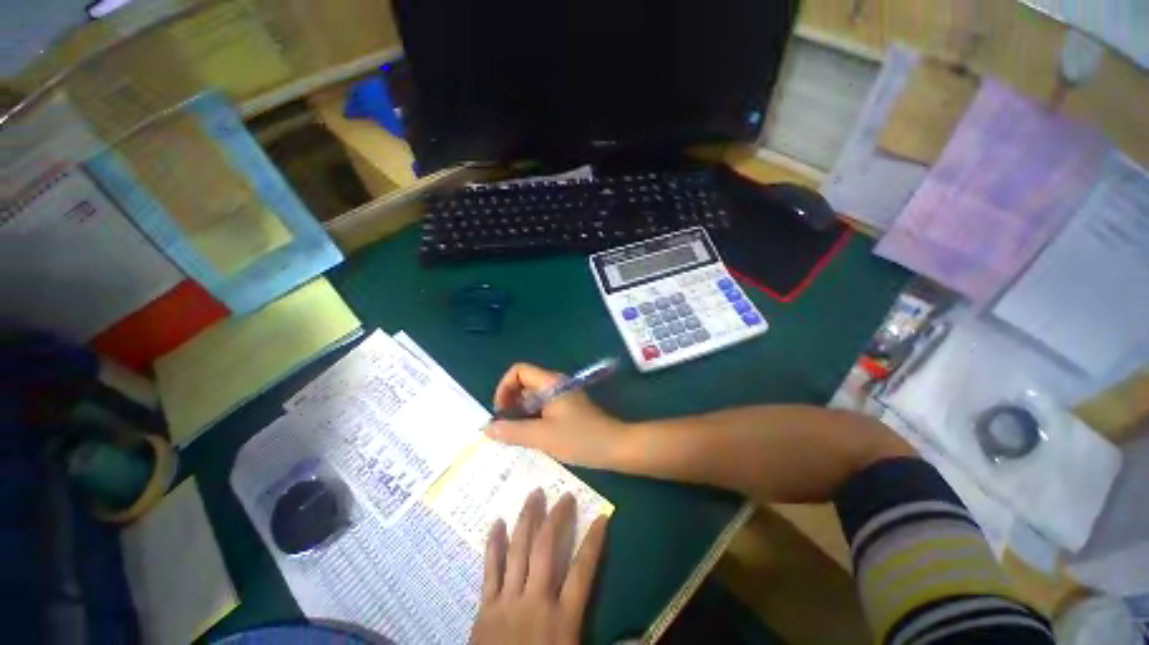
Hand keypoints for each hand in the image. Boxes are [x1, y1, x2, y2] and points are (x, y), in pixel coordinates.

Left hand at [470, 489, 608, 644]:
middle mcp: (537, 602)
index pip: (584, 571)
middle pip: (547, 549)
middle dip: (556, 518)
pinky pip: (489, 570)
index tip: (602, 517)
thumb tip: (643, 637)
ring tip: (534, 494)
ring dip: (527, 519)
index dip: (594, 542)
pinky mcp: (486, 608)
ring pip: (518, 550)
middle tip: (564, 495)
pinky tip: (497, 522)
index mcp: (563, 619)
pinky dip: (493, 544)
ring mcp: (508, 602)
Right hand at [487, 363, 627, 468]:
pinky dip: (532, 419)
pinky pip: (543, 408)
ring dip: (520, 413)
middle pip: (524, 383)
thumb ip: (513, 431)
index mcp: (550, 383)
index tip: (500, 411)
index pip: (519, 371)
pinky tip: (530, 438)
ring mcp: (562, 397)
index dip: (504, 387)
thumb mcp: (543, 436)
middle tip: (504, 427)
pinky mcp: (567, 410)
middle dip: (510, 402)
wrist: (616, 446)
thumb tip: (486, 428)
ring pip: (533, 398)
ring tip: (513, 436)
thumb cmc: (580, 438)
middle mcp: (555, 385)